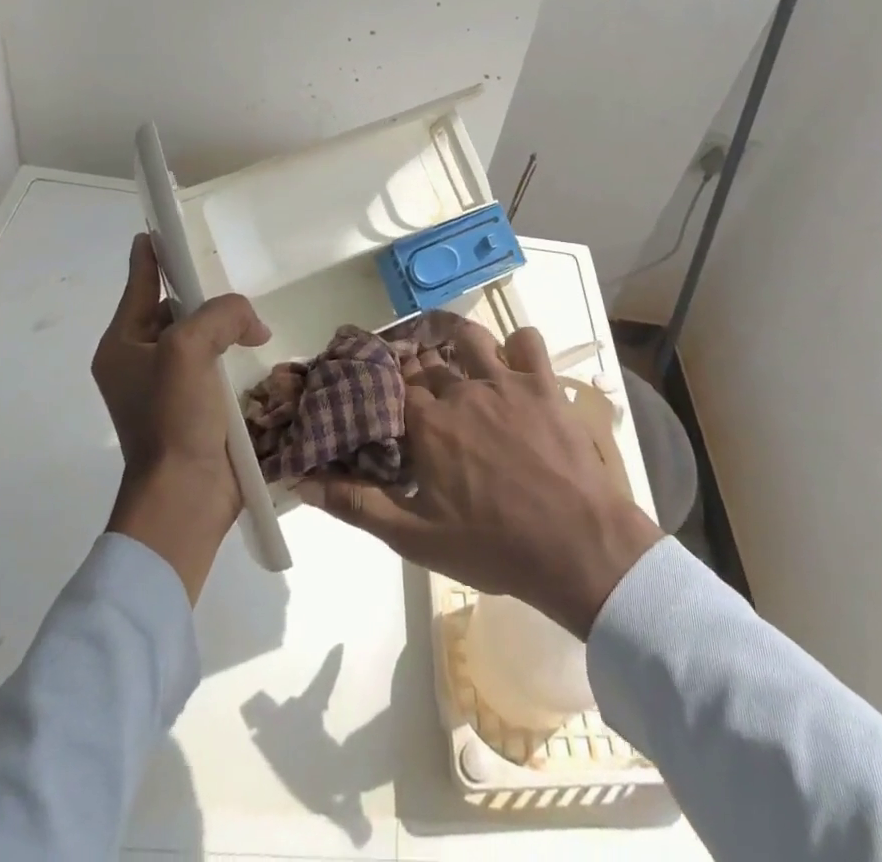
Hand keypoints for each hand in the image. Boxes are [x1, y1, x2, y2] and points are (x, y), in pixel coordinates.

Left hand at [93, 233, 270, 601]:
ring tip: (254, 320)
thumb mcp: (189, 350)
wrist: (186, 498)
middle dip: (203, 294)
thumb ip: (220, 314)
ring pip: (199, 337)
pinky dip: (234, 354)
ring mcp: (168, 388)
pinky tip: (259, 350)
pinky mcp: (195, 408)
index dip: (154, 252)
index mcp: (123, 345)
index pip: (140, 283)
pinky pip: (215, 365)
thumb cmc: (173, 418)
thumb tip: (251, 322)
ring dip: (225, 327)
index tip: (167, 225)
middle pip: (174, 309)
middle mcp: (140, 362)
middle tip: (233, 281)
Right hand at [299, 321, 661, 638]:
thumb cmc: (494, 547)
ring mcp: (505, 382)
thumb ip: (358, 506)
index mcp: (427, 424)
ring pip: (469, 336)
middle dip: (408, 360)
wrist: (577, 547)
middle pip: (424, 360)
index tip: (365, 380)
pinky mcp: (543, 383)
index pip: (389, 384)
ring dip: (451, 333)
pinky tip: (510, 361)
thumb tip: (304, 483)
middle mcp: (461, 391)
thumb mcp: (416, 539)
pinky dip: (516, 344)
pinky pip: (527, 341)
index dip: (375, 379)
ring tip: (443, 339)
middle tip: (403, 369)